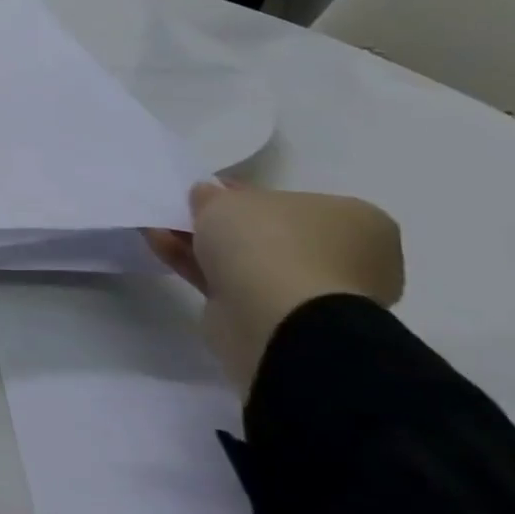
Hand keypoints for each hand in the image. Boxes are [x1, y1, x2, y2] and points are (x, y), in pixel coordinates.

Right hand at [145, 184, 403, 392]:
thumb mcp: (228, 200)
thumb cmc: (271, 243)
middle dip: (223, 224)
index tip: (208, 193)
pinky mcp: (277, 319)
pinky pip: (230, 283)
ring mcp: (312, 294)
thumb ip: (213, 196)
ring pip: (246, 260)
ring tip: (158, 226)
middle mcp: (346, 259)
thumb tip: (207, 197)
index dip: (246, 195)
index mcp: (356, 222)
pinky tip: (159, 245)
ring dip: (201, 243)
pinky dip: (195, 265)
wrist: (279, 321)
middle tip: (183, 211)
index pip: (293, 202)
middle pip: (269, 233)